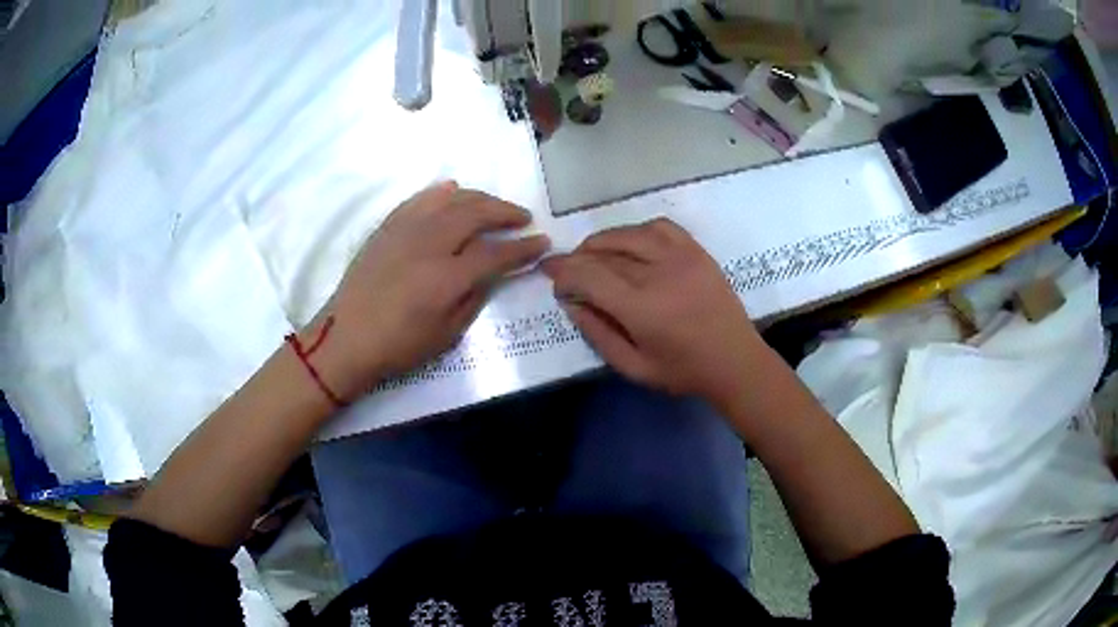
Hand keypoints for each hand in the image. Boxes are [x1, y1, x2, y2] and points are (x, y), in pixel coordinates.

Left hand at [304, 182, 549, 402]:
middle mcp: (429, 244)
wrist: (346, 336)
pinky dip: (440, 192)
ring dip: (478, 198)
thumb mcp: (446, 335)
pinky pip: (419, 199)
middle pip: (475, 214)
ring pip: (449, 200)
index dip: (523, 248)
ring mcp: (405, 231)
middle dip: (505, 212)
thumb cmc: (398, 346)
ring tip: (493, 205)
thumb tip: (491, 273)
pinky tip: (452, 190)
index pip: (496, 253)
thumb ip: (474, 298)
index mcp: (446, 278)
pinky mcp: (387, 227)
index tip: (542, 243)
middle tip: (522, 217)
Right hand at [542, 218, 763, 409]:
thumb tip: (571, 303)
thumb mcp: (633, 367)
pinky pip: (660, 227)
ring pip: (629, 234)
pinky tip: (631, 243)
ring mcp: (681, 257)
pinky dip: (637, 230)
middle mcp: (658, 274)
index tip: (550, 275)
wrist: (735, 361)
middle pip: (604, 252)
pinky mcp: (697, 252)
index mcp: (641, 308)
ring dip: (602, 240)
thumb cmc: (683, 371)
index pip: (588, 276)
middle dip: (577, 258)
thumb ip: (598, 334)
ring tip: (591, 253)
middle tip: (565, 268)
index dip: (563, 272)